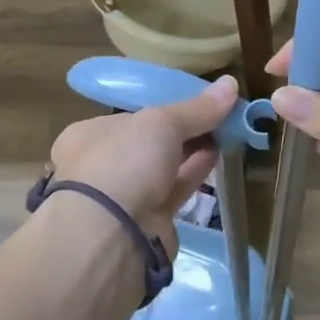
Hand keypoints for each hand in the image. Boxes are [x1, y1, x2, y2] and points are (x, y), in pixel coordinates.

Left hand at [47, 75, 238, 253]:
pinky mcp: (148, 220)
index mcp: (88, 136)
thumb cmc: (124, 162)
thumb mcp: (161, 123)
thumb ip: (197, 108)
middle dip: (182, 129)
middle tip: (218, 114)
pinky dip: (196, 171)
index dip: (162, 107)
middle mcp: (102, 165)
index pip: (129, 116)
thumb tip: (231, 83)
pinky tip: (220, 153)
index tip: (194, 101)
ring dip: (193, 149)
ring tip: (227, 130)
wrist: (112, 236)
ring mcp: (124, 196)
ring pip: (164, 166)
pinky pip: (176, 188)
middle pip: (149, 141)